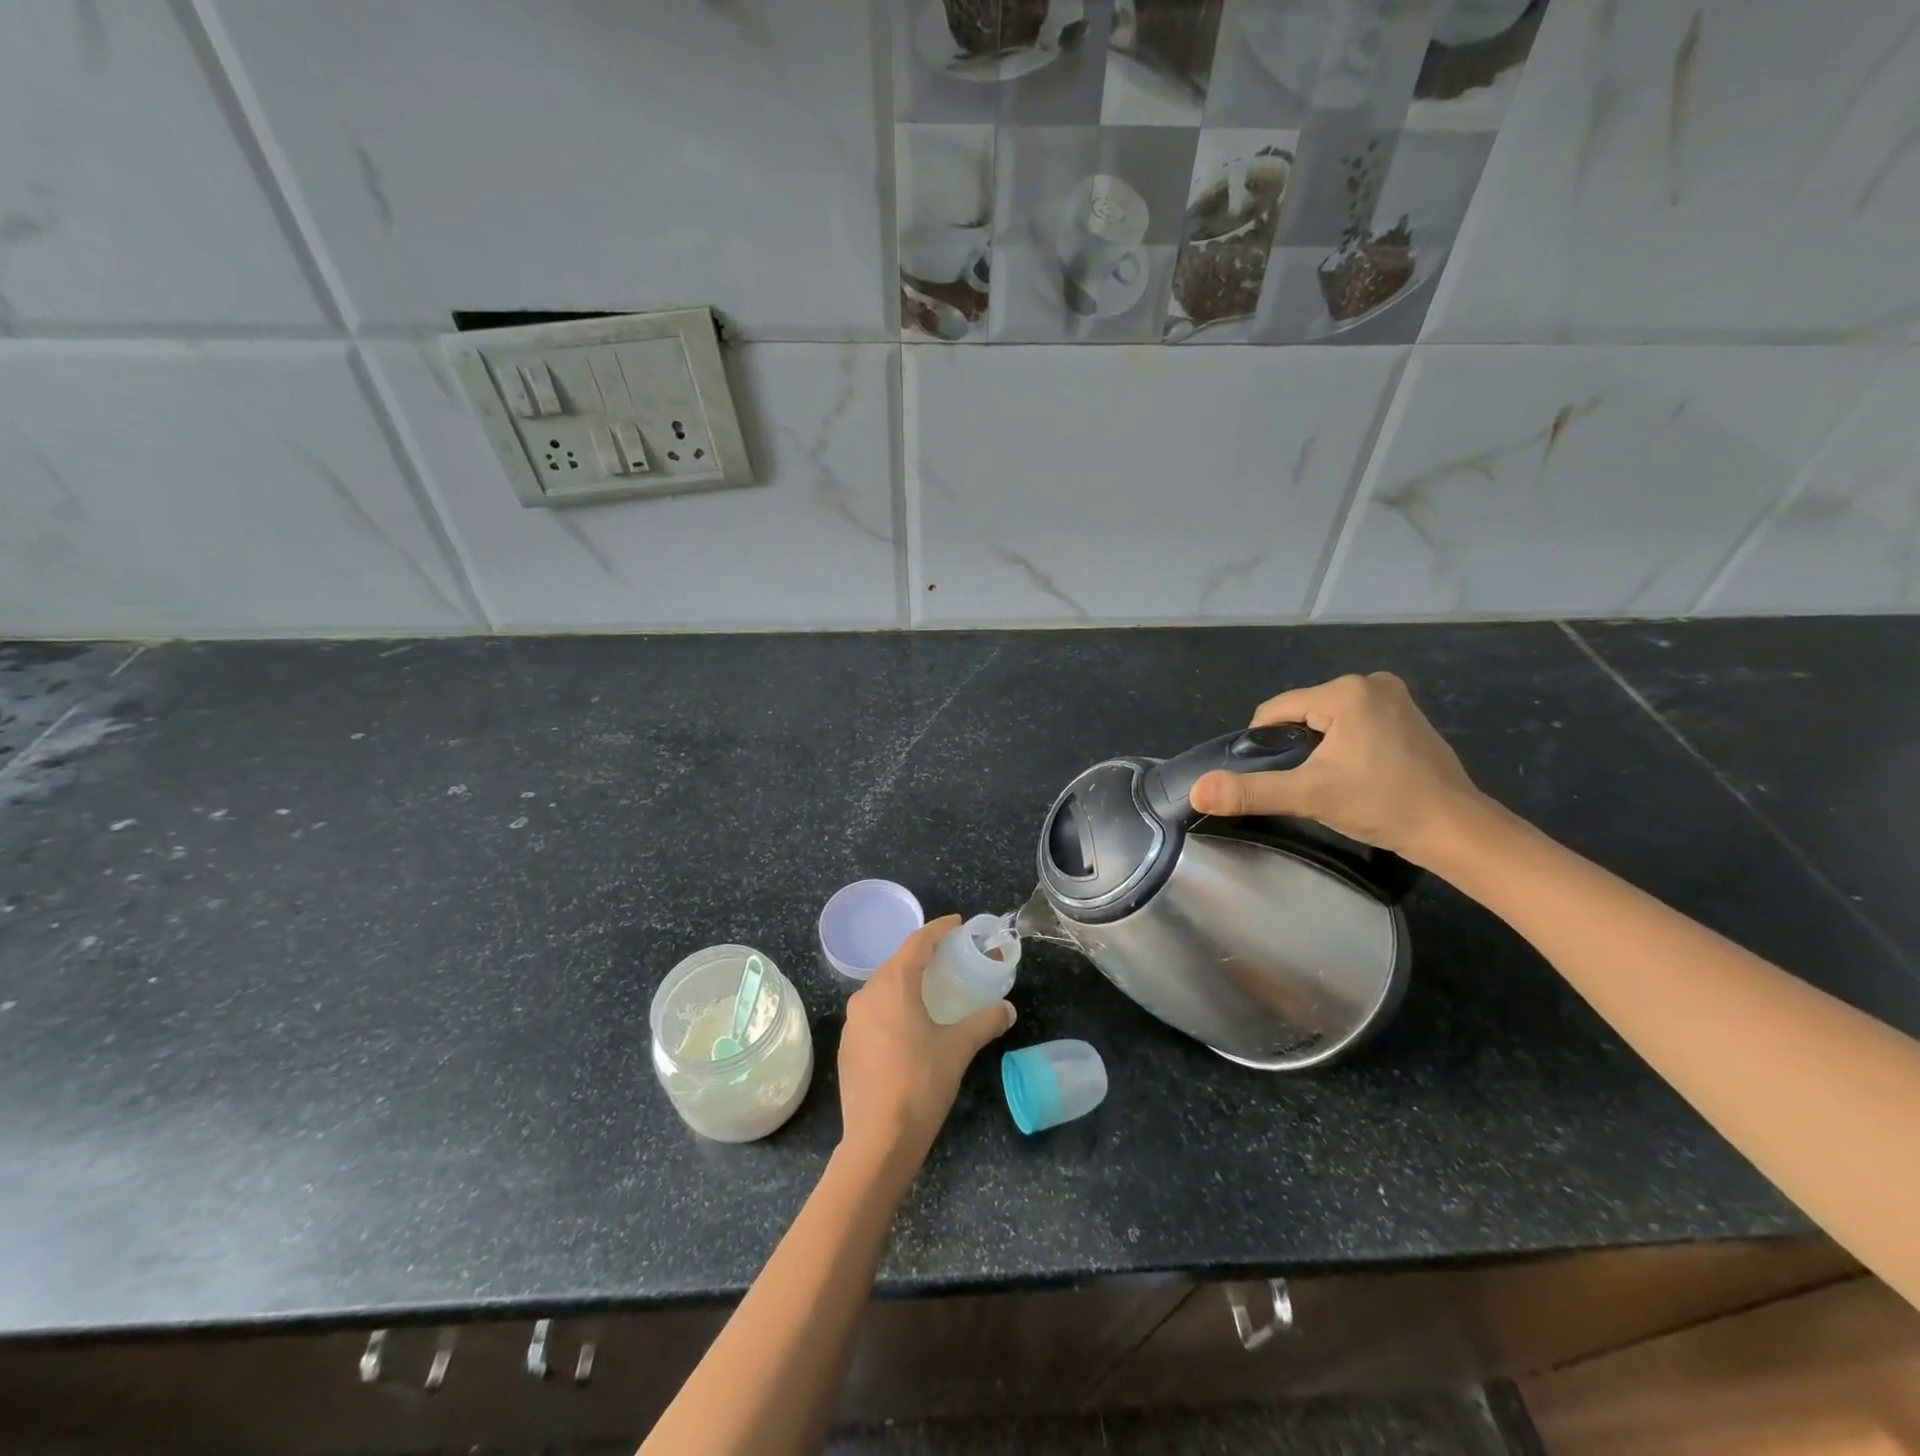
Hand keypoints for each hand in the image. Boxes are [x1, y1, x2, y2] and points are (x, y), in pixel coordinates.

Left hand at [837, 915, 1015, 1179]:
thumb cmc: (920, 1084)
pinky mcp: (848, 1046)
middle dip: (924, 955)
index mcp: (892, 985)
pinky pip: (874, 1012)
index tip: (957, 923)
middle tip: (951, 956)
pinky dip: (894, 1006)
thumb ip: (985, 1022)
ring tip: (933, 988)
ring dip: (908, 982)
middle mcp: (866, 995)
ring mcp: (852, 1022)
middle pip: (897, 963)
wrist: (877, 1141)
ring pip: (883, 988)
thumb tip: (1008, 1009)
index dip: (938, 929)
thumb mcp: (958, 1049)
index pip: (917, 942)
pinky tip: (910, 1024)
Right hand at [1189, 672, 1487, 865]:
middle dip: (1296, 747)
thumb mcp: (1309, 795)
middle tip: (1309, 784)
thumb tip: (1197, 791)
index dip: (1265, 745)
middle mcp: (1370, 682)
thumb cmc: (1382, 804)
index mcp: (1345, 691)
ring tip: (1333, 782)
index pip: (1276, 710)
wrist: (1454, 829)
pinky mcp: (1407, 715)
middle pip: (1302, 713)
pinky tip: (1357, 774)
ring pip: (1327, 719)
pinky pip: (1354, 723)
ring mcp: (1393, 696)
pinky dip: (1345, 745)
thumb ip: (1250, 791)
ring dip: (1319, 748)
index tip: (1279, 779)